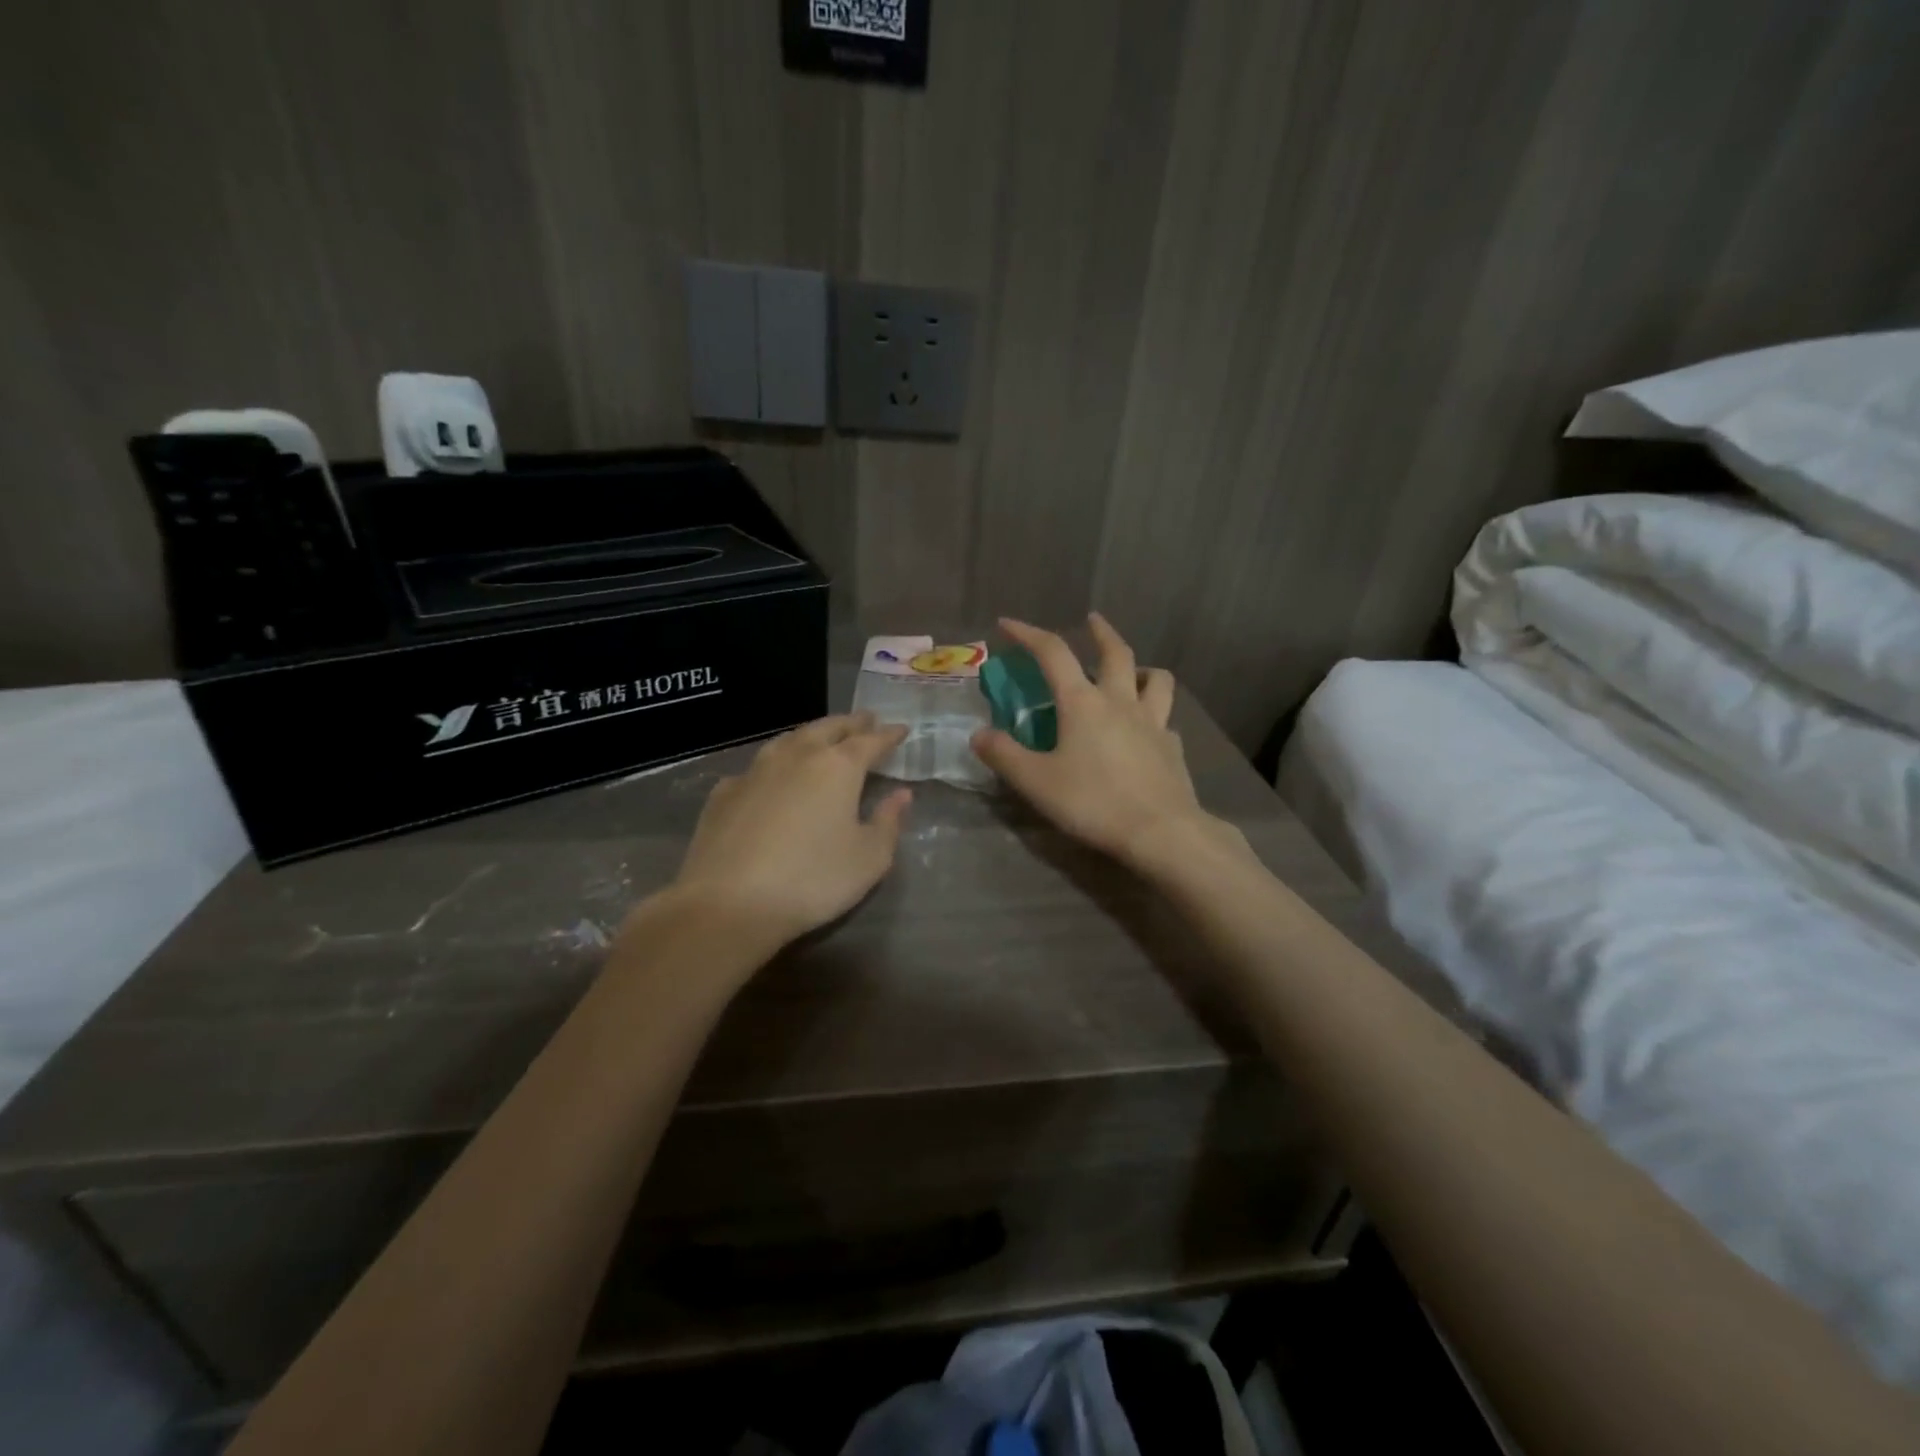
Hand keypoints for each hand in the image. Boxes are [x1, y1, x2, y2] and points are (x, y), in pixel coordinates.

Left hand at [668, 714, 912, 948]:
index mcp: (838, 767)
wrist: (728, 903)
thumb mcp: (869, 859)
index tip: (901, 729)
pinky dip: (775, 764)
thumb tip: (901, 794)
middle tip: (865, 720)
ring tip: (823, 737)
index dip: (888, 735)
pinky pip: (758, 767)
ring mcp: (755, 771)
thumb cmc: (812, 880)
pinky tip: (773, 777)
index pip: (870, 741)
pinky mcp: (724, 792)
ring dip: (812, 734)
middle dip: (851, 723)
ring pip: (790, 739)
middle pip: (828, 728)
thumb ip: (889, 822)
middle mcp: (796, 756)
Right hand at [971, 615, 1228, 869]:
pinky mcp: (1172, 747)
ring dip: (1141, 667)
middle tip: (1092, 620)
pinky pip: (1164, 719)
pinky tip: (1146, 730)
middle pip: (1116, 653)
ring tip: (1131, 672)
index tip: (1008, 624)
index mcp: (1083, 703)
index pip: (1053, 653)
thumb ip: (1005, 755)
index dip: (1028, 634)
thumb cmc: (1093, 802)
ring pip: (1156, 679)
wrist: (1160, 831)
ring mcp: (1153, 722)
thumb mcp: (1036, 782)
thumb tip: (979, 734)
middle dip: (1101, 632)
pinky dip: (1154, 715)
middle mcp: (1120, 702)